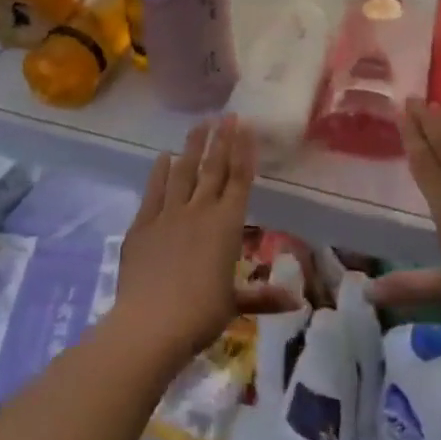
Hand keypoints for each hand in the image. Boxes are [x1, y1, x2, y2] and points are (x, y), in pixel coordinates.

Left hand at [109, 116, 288, 372]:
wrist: (150, 324)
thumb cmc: (200, 315)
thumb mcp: (234, 304)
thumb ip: (262, 296)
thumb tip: (297, 302)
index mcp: (227, 225)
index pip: (239, 179)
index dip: (244, 151)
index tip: (246, 126)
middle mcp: (200, 211)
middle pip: (213, 168)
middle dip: (221, 139)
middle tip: (227, 115)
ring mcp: (169, 214)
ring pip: (183, 171)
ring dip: (192, 146)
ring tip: (199, 124)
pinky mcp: (143, 224)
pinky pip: (154, 190)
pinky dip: (159, 171)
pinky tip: (163, 156)